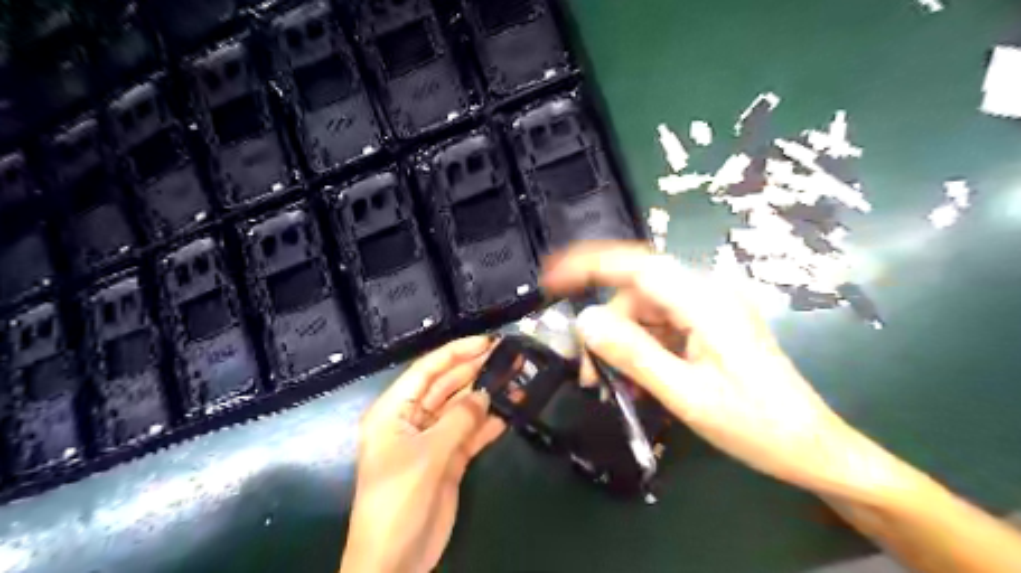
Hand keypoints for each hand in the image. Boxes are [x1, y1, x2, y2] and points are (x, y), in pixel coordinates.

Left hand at [340, 335, 504, 572]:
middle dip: (474, 371)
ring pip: (460, 409)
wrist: (395, 561)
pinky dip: (487, 425)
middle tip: (506, 357)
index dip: (456, 353)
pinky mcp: (447, 460)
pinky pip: (469, 434)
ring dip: (484, 397)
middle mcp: (412, 420)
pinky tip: (508, 413)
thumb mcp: (427, 455)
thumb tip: (485, 394)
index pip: (426, 370)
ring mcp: (431, 440)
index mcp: (394, 411)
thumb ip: (459, 420)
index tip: (486, 342)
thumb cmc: (398, 500)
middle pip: (446, 386)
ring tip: (514, 380)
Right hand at [546, 241, 912, 500]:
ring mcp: (708, 309)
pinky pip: (660, 327)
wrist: (811, 448)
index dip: (590, 264)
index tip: (552, 277)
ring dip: (620, 344)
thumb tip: (585, 321)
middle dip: (605, 327)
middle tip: (587, 370)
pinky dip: (640, 350)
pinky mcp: (707, 326)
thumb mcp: (686, 395)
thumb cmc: (755, 426)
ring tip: (610, 385)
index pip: (637, 266)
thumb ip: (633, 354)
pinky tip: (635, 382)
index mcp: (706, 302)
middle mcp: (706, 294)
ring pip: (644, 312)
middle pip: (636, 294)